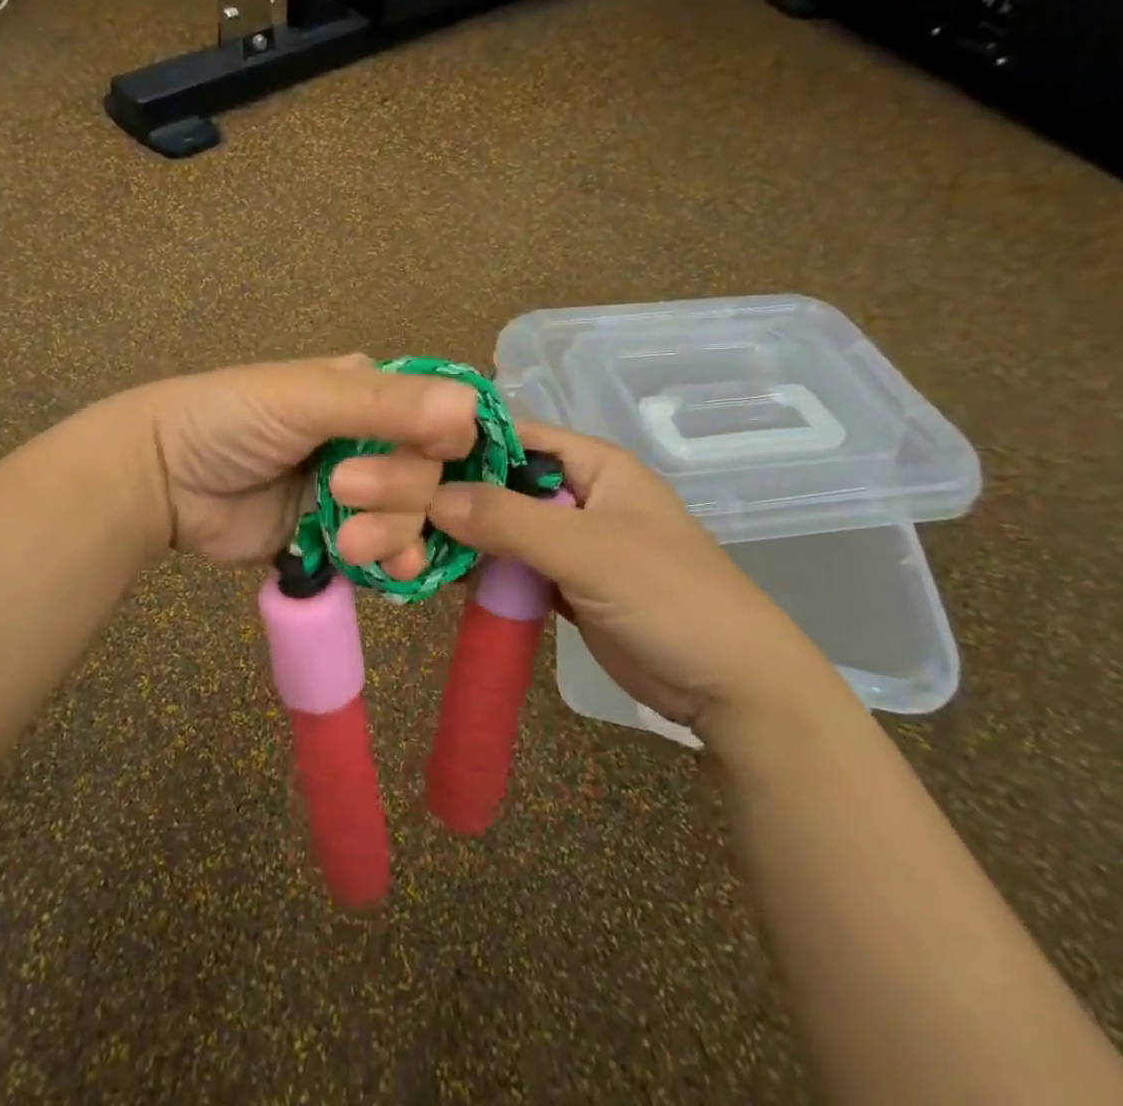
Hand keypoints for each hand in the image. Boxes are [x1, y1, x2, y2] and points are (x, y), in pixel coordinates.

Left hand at [124, 355, 480, 574]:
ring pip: (414, 517)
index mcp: (372, 393)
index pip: (444, 416)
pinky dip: (394, 563)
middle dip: (397, 490)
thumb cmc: (230, 419)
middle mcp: (374, 440)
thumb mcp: (304, 399)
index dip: (454, 442)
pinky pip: (388, 552)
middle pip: (432, 474)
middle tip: (341, 490)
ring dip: (391, 532)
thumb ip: (385, 406)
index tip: (444, 460)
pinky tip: (388, 572)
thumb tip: (471, 410)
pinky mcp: (338, 536)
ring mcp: (357, 493)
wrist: (162, 480)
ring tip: (346, 540)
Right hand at [427, 419, 839, 738]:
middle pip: (501, 482)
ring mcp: (569, 541)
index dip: (462, 443)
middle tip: (392, 508)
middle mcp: (578, 494)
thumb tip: (430, 497)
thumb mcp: (588, 550)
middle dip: (453, 494)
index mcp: (594, 464)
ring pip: (501, 526)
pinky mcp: (562, 583)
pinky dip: (479, 569)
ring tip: (402, 542)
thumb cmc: (669, 597)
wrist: (731, 687)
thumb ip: (509, 520)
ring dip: (461, 536)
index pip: (515, 435)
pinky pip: (510, 565)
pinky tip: (435, 573)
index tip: (402, 458)